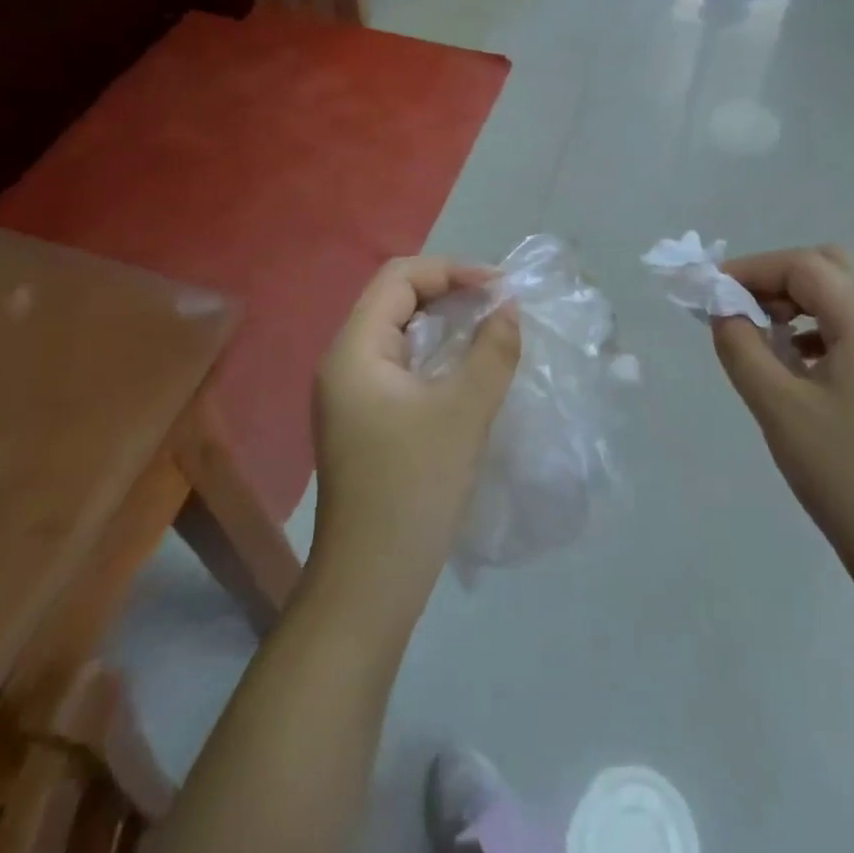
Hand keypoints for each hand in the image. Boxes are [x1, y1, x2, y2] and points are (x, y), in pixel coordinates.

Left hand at [308, 257, 521, 619]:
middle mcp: (344, 362)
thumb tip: (509, 308)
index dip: (451, 270)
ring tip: (490, 328)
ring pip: (399, 332)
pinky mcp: (364, 420)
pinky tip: (468, 369)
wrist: (371, 583)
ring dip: (444, 322)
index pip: (399, 277)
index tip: (500, 288)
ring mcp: (351, 394)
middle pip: (396, 299)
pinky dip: (436, 354)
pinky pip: (401, 365)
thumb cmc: (414, 488)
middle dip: (449, 291)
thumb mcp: (464, 412)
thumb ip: (491, 351)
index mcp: (355, 350)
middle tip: (499, 304)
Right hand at [711, 245, 853, 591]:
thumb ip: (741, 347)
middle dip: (779, 278)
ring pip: (842, 301)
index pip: (807, 267)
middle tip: (741, 306)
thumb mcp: (777, 406)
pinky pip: (851, 333)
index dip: (754, 268)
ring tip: (759, 336)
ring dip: (797, 303)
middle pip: (832, 269)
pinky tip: (792, 365)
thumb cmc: (840, 471)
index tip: (713, 289)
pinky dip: (815, 331)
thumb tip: (723, 310)